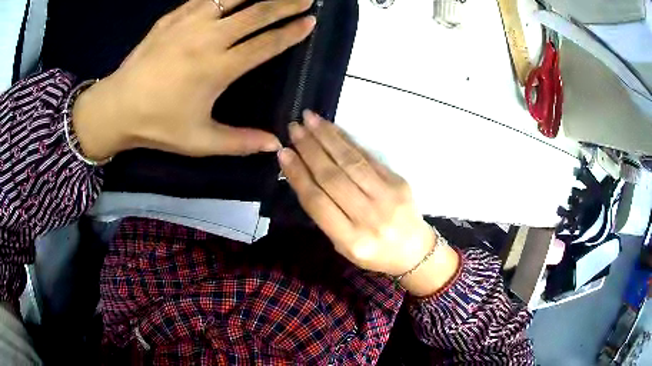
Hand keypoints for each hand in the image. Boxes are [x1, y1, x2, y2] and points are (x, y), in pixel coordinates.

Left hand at [73, 0, 315, 160]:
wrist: (117, 106)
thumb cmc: (158, 125)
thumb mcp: (199, 141)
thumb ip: (239, 142)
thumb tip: (276, 144)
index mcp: (219, 68)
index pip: (266, 44)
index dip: (292, 32)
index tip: (310, 22)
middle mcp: (209, 38)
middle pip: (257, 13)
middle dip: (286, 3)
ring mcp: (189, 23)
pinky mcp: (173, 17)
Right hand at [278, 111, 437, 276]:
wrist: (414, 251)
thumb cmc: (374, 253)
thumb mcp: (343, 245)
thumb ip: (325, 214)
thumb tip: (303, 174)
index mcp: (351, 240)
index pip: (317, 202)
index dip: (298, 175)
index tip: (283, 153)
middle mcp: (369, 218)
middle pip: (332, 177)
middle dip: (310, 149)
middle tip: (294, 128)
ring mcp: (388, 198)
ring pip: (351, 162)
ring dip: (327, 137)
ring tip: (309, 119)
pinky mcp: (399, 182)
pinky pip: (368, 157)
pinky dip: (347, 141)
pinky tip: (332, 129)